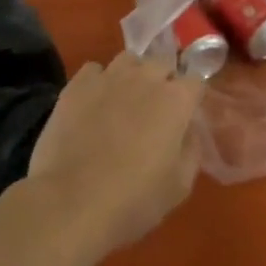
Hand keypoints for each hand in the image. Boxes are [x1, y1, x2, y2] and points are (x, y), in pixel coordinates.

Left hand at [27, 51, 202, 253]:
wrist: (70, 205)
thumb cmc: (133, 201)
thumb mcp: (179, 187)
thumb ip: (191, 150)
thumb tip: (188, 131)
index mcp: (176, 100)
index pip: (195, 80)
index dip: (191, 97)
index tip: (186, 115)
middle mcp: (146, 78)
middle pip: (162, 63)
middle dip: (164, 81)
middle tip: (155, 111)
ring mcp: (109, 77)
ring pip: (129, 60)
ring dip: (132, 75)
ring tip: (124, 101)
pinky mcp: (77, 85)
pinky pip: (94, 70)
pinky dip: (98, 81)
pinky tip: (93, 104)